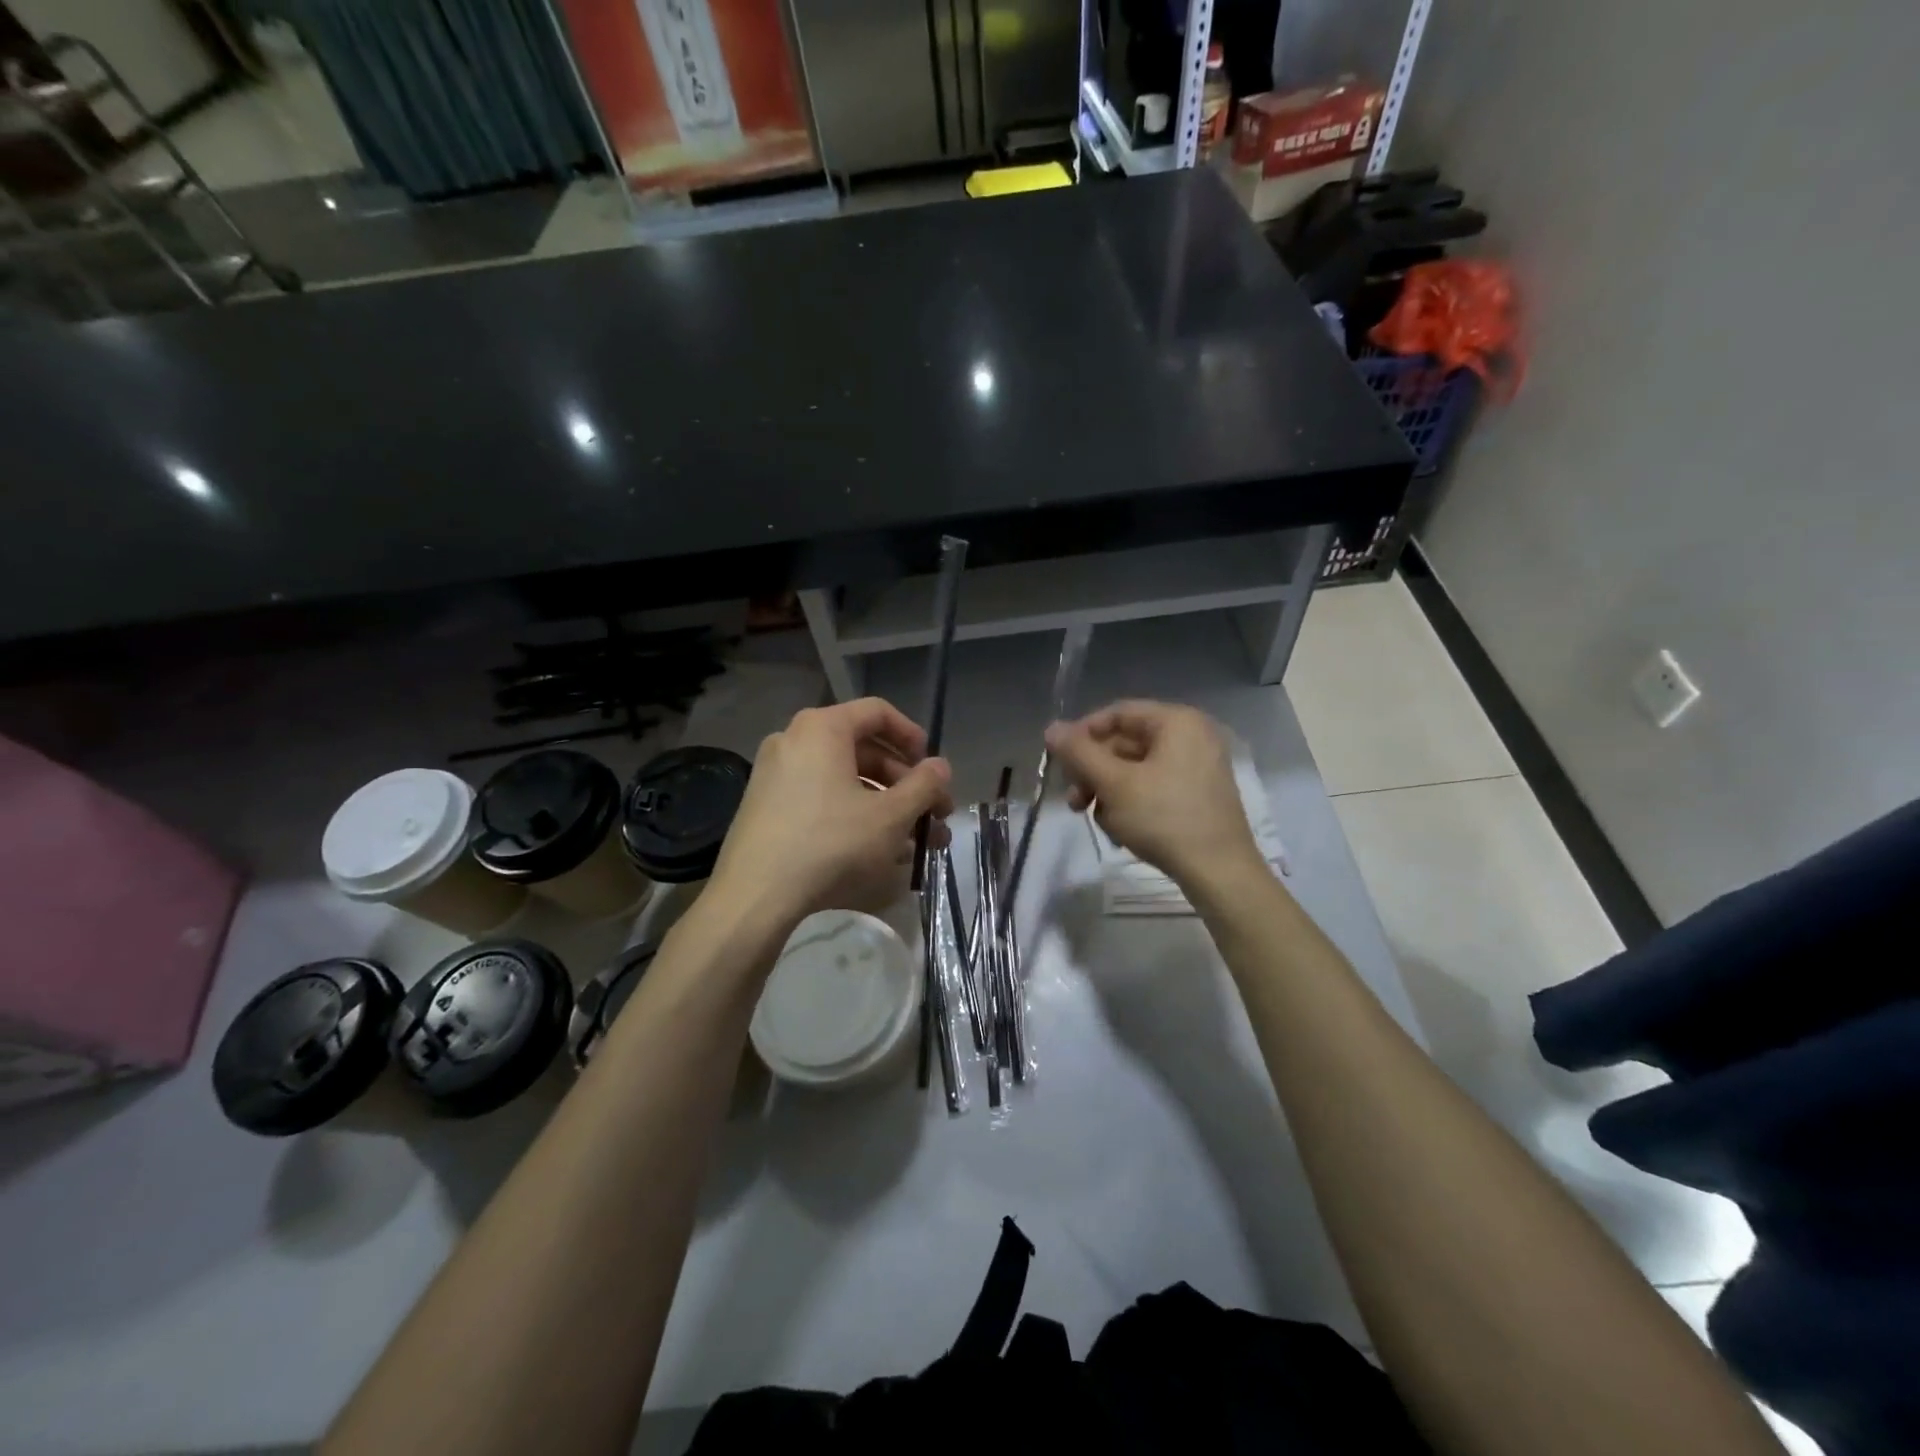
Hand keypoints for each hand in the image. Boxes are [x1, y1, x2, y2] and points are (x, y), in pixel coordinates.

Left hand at [708, 697, 952, 927]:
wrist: (755, 896)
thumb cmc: (831, 844)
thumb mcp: (890, 816)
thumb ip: (923, 786)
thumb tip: (941, 767)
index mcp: (822, 729)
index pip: (878, 712)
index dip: (913, 737)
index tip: (932, 769)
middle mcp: (794, 740)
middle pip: (863, 750)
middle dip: (905, 784)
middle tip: (934, 815)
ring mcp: (775, 774)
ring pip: (844, 780)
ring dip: (885, 805)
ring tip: (915, 843)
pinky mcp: (765, 807)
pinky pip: (820, 798)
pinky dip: (852, 815)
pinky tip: (877, 851)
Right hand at [1044, 700, 1262, 886]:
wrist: (1219, 872)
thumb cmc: (1164, 818)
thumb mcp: (1113, 784)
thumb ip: (1079, 753)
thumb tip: (1051, 728)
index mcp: (1177, 722)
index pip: (1117, 714)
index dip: (1083, 734)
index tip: (1060, 762)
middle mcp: (1192, 736)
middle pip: (1126, 743)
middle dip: (1094, 772)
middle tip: (1074, 800)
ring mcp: (1199, 766)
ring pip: (1136, 769)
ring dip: (1108, 791)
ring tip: (1096, 819)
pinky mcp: (1200, 795)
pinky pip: (1154, 787)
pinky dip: (1132, 803)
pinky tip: (1120, 830)